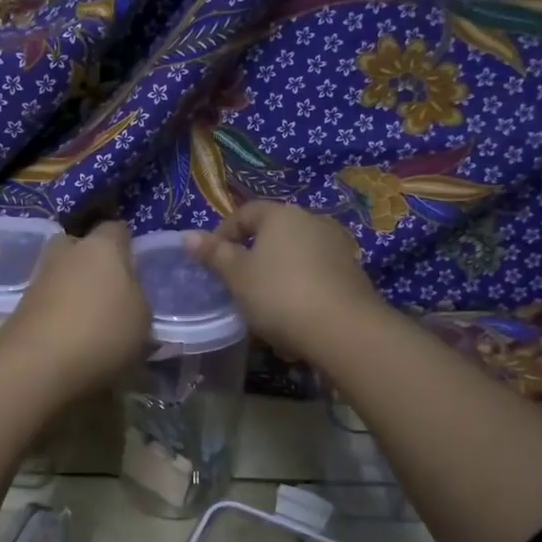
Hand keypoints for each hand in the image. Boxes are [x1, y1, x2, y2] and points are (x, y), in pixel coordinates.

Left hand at [0, 222, 151, 396]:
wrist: (36, 367)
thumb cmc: (102, 332)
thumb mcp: (142, 318)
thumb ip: (136, 296)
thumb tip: (125, 292)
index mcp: (101, 246)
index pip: (116, 229)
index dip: (126, 245)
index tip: (135, 269)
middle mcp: (66, 253)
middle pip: (79, 245)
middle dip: (91, 261)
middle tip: (109, 290)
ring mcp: (38, 279)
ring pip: (61, 274)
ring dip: (73, 290)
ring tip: (92, 322)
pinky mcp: (20, 307)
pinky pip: (48, 302)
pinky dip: (59, 314)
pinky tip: (71, 339)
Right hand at [184, 201, 381, 361]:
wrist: (344, 329)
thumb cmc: (279, 295)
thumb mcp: (237, 277)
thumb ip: (214, 254)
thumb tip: (188, 236)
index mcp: (281, 215)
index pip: (245, 213)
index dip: (224, 233)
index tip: (212, 261)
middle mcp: (313, 221)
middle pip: (274, 234)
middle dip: (253, 258)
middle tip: (237, 286)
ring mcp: (337, 246)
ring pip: (296, 257)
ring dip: (278, 277)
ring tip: (265, 308)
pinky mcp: (353, 273)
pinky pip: (316, 276)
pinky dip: (301, 291)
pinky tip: (294, 320)